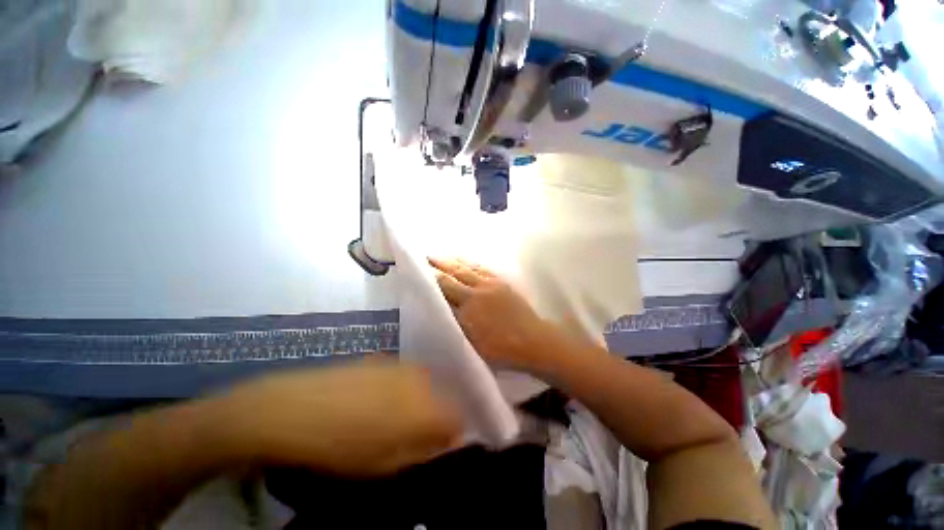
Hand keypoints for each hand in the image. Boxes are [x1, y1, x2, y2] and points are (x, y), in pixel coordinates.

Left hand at [214, 360, 461, 476]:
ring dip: (418, 401)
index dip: (452, 435)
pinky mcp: (383, 359)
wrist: (293, 409)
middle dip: (435, 416)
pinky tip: (378, 400)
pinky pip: (404, 375)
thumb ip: (423, 452)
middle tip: (414, 435)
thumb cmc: (340, 448)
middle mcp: (421, 379)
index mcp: (426, 407)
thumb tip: (447, 443)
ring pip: (425, 383)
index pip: (458, 418)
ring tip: (394, 419)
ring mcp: (401, 365)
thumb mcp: (385, 466)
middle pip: (443, 398)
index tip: (439, 448)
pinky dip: (402, 388)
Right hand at [429, 257, 558, 371]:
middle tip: (424, 256)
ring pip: (467, 268)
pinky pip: (482, 268)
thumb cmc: (501, 348)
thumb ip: (455, 323)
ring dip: (452, 261)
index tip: (418, 268)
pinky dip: (469, 263)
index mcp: (470, 305)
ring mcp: (491, 283)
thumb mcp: (472, 342)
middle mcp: (478, 289)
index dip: (431, 276)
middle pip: (454, 273)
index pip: (445, 286)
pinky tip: (463, 261)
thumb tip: (440, 310)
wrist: (533, 340)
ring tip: (439, 256)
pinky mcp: (501, 282)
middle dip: (438, 264)